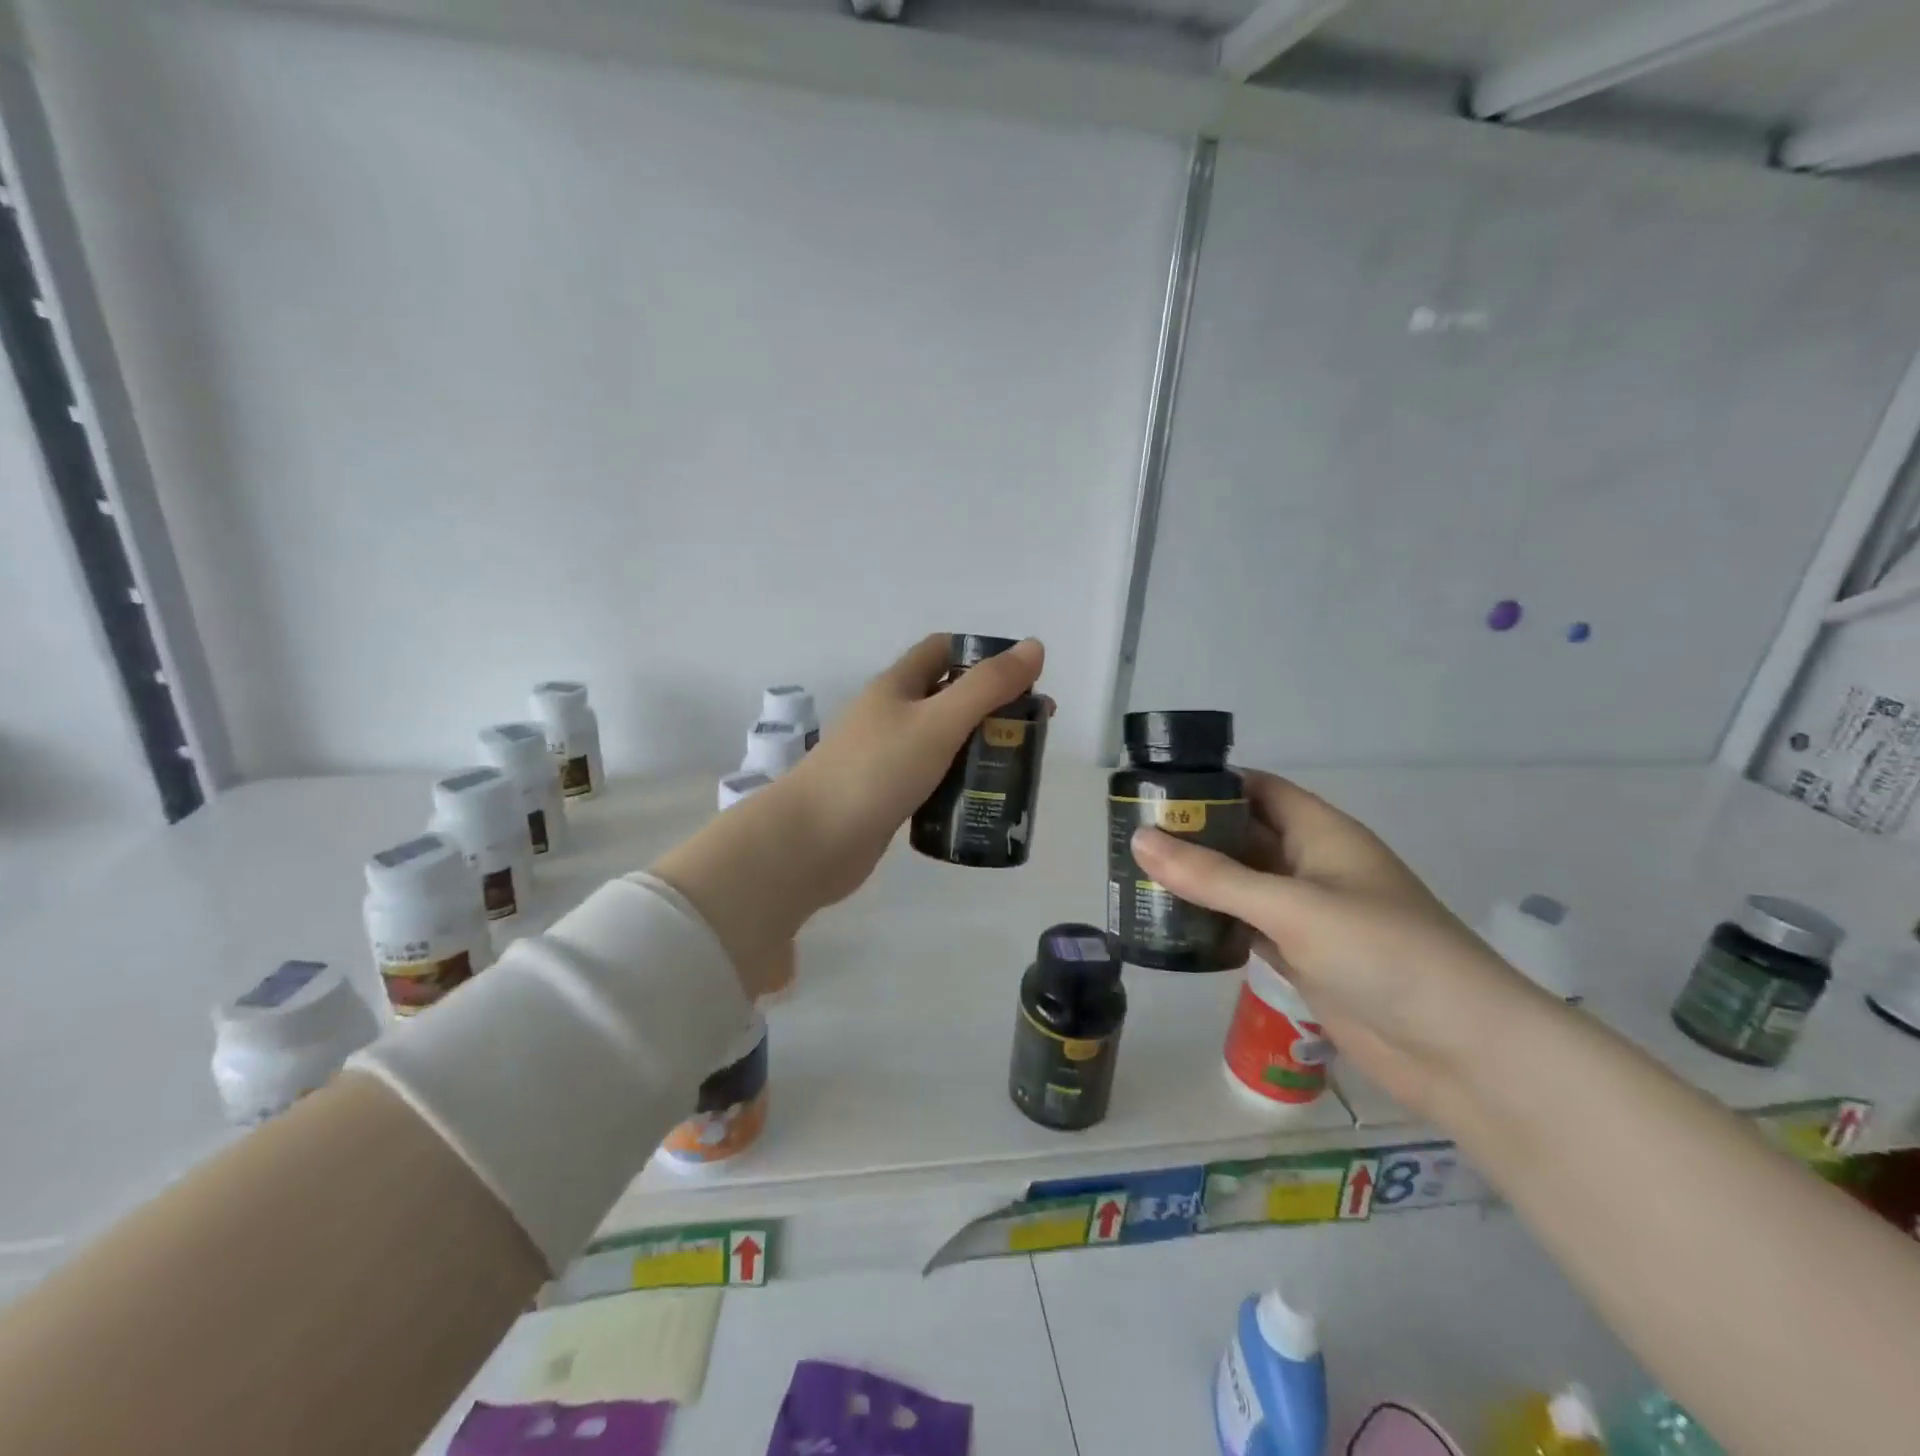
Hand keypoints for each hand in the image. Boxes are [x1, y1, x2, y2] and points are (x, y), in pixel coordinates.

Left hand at [653, 634, 1043, 997]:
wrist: (812, 842)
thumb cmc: (876, 771)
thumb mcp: (938, 721)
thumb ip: (987, 686)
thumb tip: (1034, 647)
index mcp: (898, 685)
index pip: (943, 650)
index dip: (983, 655)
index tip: (1024, 679)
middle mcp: (890, 715)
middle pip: (948, 697)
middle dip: (991, 708)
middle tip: (1032, 732)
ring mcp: (885, 758)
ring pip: (941, 742)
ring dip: (977, 748)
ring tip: (1017, 769)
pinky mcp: (886, 797)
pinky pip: (931, 779)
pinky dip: (958, 783)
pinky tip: (981, 800)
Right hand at [1131, 771, 1544, 1119]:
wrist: (1462, 1052)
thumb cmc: (1384, 953)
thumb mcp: (1292, 906)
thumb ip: (1213, 876)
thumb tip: (1139, 840)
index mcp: (1321, 834)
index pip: (1258, 789)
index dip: (1210, 783)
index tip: (1152, 789)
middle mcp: (1312, 866)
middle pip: (1243, 836)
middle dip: (1192, 834)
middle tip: (1127, 837)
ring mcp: (1308, 915)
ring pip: (1241, 885)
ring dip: (1198, 881)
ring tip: (1135, 878)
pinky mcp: (1302, 958)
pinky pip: (1247, 927)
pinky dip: (1213, 923)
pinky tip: (1171, 926)